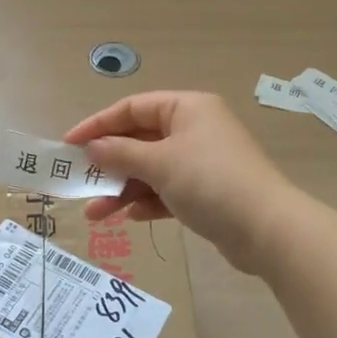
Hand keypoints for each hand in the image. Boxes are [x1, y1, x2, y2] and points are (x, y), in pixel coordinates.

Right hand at [65, 90, 299, 274]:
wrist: (267, 229)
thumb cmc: (209, 182)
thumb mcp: (159, 163)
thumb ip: (120, 153)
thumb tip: (92, 147)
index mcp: (186, 108)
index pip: (132, 108)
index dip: (97, 125)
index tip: (68, 145)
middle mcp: (194, 129)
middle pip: (139, 141)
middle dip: (108, 164)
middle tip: (79, 182)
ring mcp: (202, 161)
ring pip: (151, 169)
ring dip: (123, 189)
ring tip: (95, 214)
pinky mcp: (207, 192)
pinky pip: (167, 190)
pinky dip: (148, 201)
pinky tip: (131, 218)